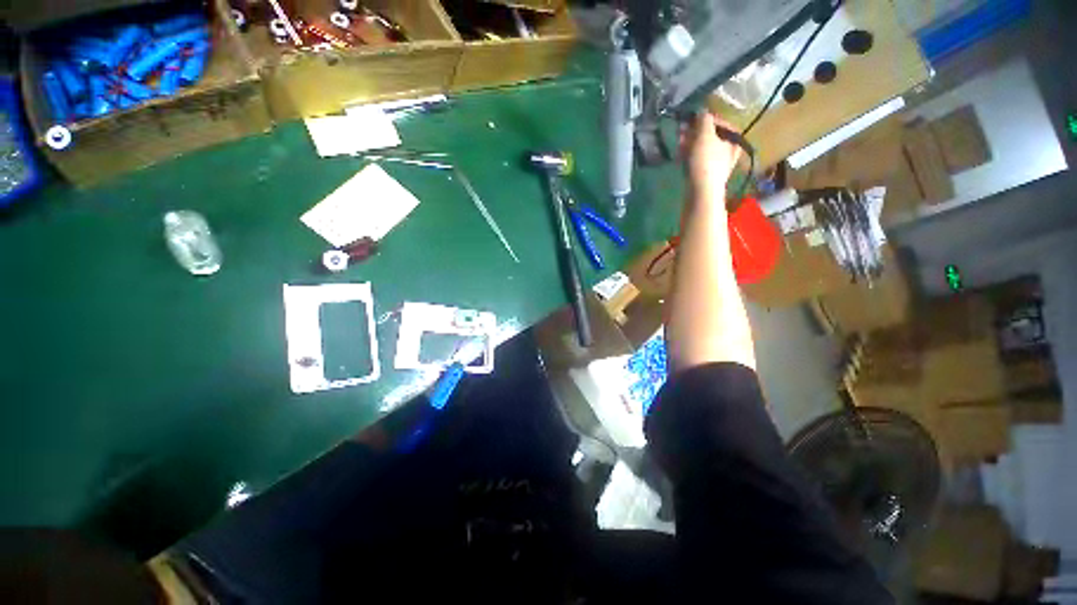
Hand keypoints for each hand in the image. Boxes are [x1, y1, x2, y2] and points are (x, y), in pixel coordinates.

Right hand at [680, 112, 743, 205]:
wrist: (702, 192)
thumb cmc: (706, 161)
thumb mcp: (705, 135)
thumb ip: (704, 120)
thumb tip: (702, 111)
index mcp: (733, 138)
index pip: (720, 122)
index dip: (704, 119)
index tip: (691, 119)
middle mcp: (729, 149)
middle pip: (710, 135)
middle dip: (694, 132)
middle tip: (681, 131)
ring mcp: (717, 163)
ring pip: (702, 148)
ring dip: (690, 143)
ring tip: (678, 142)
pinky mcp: (706, 174)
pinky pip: (698, 159)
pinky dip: (689, 155)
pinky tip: (680, 156)